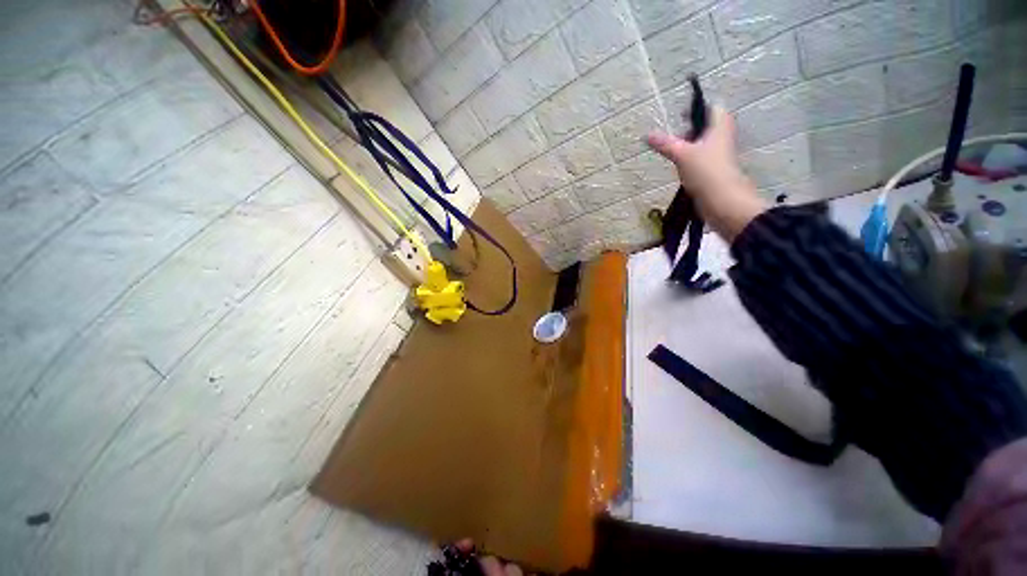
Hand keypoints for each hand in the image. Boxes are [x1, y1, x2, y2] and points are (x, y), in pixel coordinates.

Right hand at [647, 106, 766, 240]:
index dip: (697, 108)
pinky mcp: (714, 172)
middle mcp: (722, 139)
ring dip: (689, 146)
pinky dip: (690, 160)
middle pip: (708, 127)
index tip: (680, 115)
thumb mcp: (682, 155)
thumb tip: (647, 135)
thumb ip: (665, 144)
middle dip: (691, 129)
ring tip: (673, 153)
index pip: (713, 108)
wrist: (722, 201)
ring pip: (703, 145)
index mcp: (719, 128)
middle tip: (674, 136)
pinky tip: (679, 169)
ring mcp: (719, 157)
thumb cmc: (706, 171)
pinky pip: (701, 160)